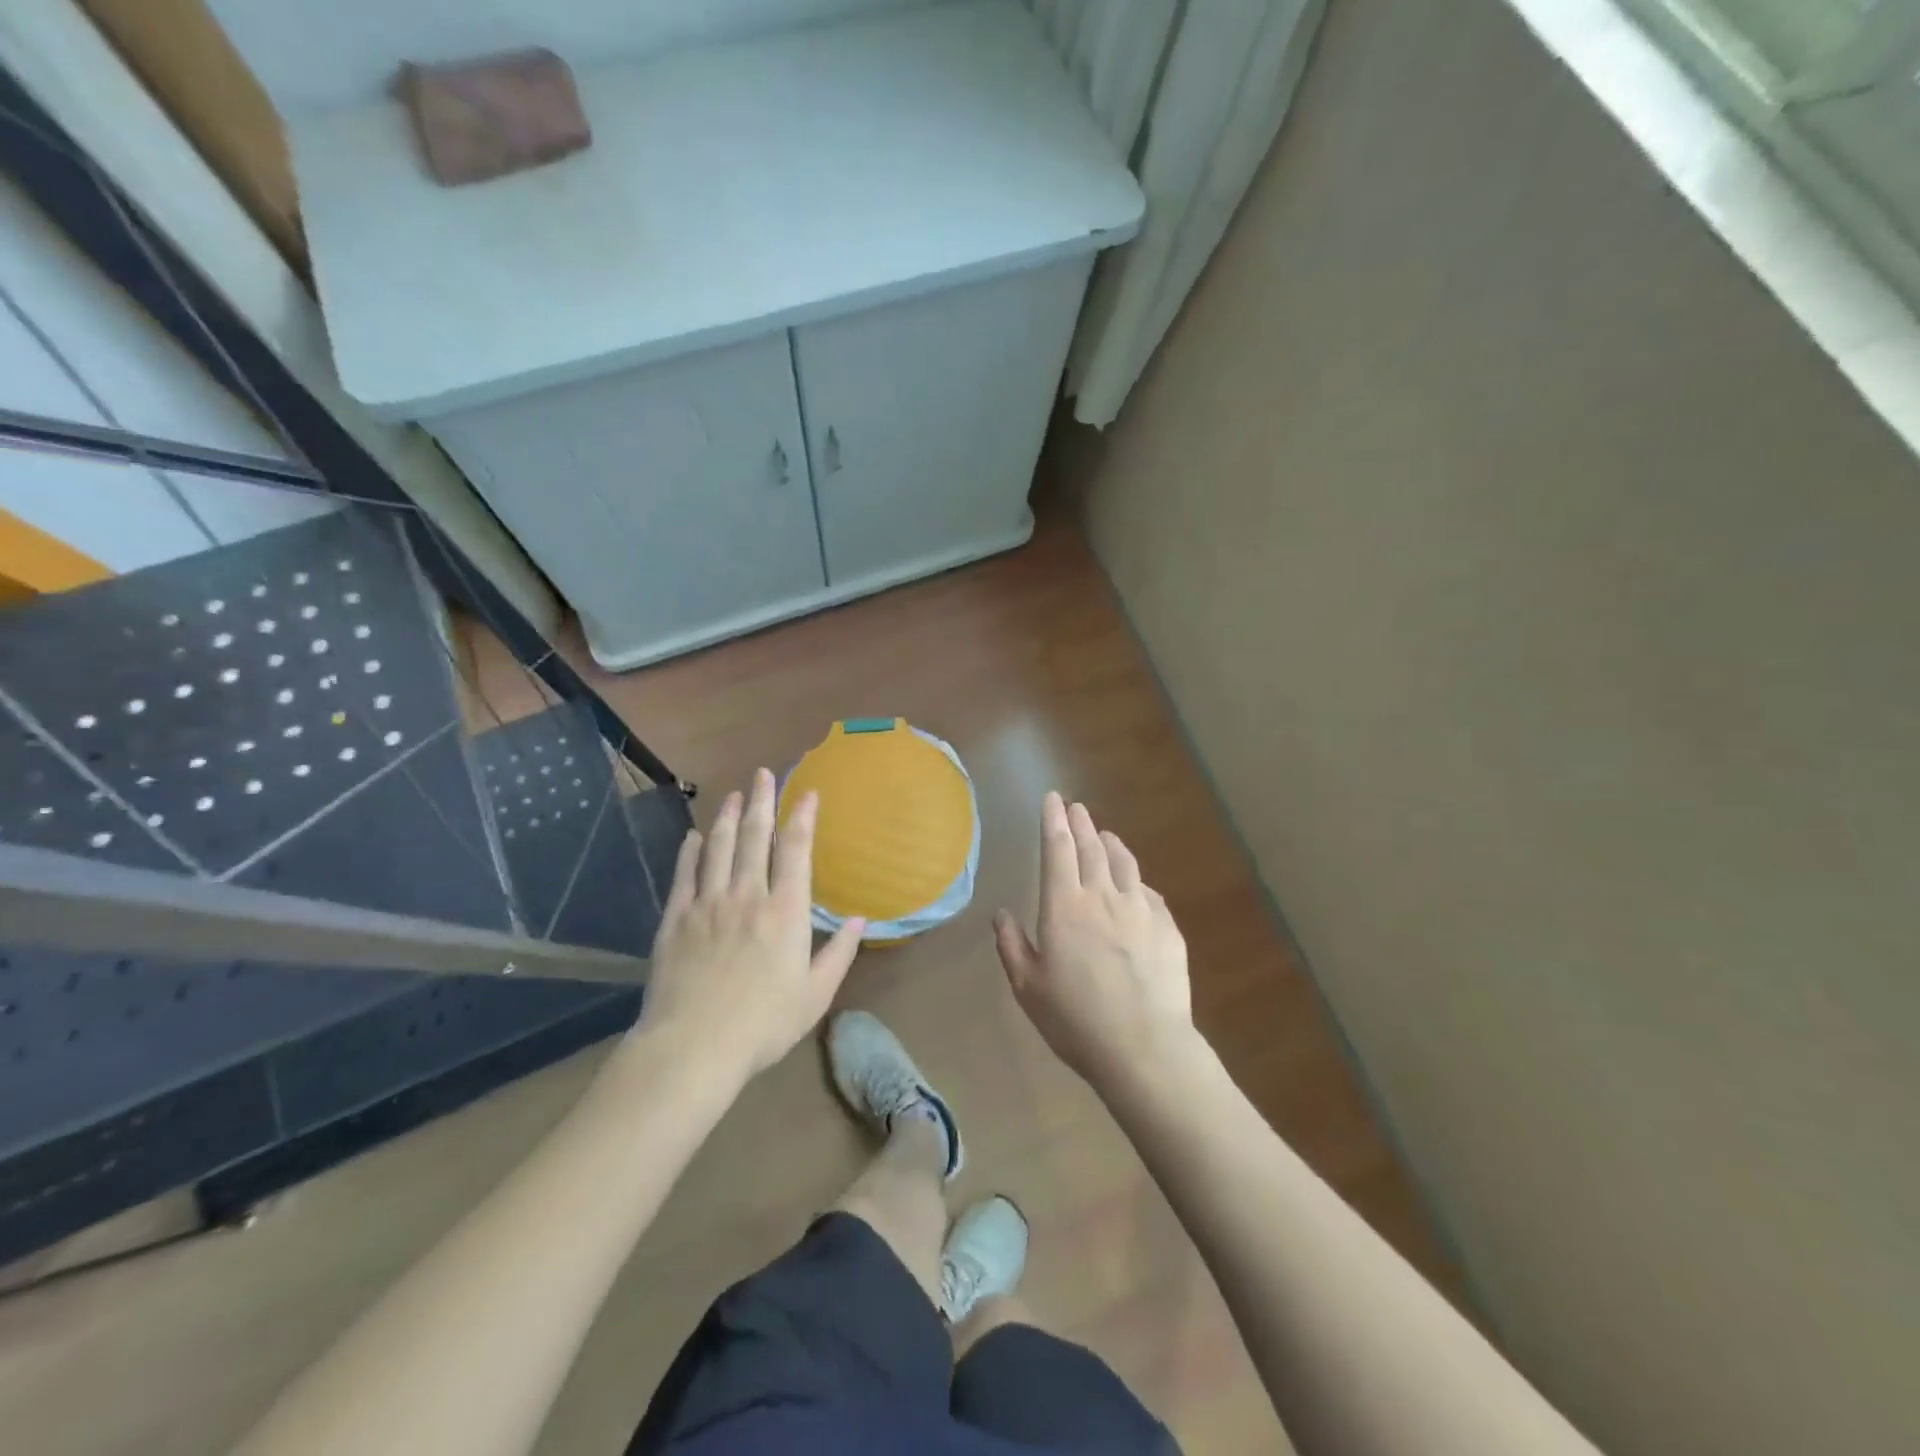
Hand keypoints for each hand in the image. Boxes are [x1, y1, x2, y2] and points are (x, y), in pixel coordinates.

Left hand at [638, 768, 864, 1078]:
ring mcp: (708, 903)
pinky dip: (692, 850)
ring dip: (729, 817)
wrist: (694, 1046)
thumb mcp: (815, 995)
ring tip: (734, 794)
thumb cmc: (763, 1024)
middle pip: (756, 837)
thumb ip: (840, 953)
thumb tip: (860, 920)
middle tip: (764, 774)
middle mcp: (748, 895)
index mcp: (786, 911)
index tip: (806, 793)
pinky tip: (695, 836)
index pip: (796, 851)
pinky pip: (685, 873)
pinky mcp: (676, 918)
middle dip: (763, 802)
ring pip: (720, 847)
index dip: (802, 818)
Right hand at [995, 792, 1193, 1093]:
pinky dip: (1136, 880)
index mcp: (1064, 906)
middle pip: (1091, 847)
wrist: (1144, 1046)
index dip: (1053, 820)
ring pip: (1124, 863)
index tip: (1053, 798)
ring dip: (1111, 843)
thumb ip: (1012, 945)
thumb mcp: (1028, 987)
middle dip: (1081, 823)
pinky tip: (1135, 884)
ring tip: (1104, 834)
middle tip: (1076, 807)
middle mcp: (1103, 896)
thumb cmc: (1075, 1019)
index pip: (1057, 848)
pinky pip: (1148, 892)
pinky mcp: (1168, 928)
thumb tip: (1001, 914)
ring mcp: (1141, 909)